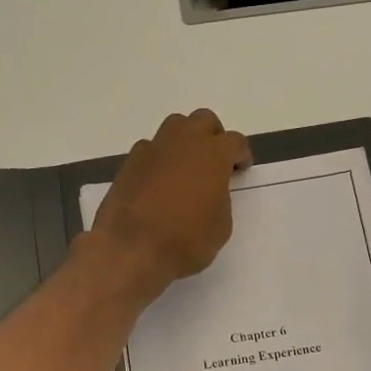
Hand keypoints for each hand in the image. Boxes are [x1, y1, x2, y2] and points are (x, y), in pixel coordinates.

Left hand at [91, 109, 251, 296]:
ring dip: (184, 141)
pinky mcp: (129, 163)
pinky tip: (157, 183)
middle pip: (203, 121)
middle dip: (212, 137)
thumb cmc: (185, 241)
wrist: (132, 249)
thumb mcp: (221, 226)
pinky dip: (158, 159)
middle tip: (213, 163)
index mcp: (213, 154)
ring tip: (184, 168)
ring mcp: (152, 149)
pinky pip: (149, 149)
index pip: (235, 141)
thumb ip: (220, 199)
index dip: (240, 155)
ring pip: (174, 127)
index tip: (239, 169)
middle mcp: (183, 142)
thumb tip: (210, 192)